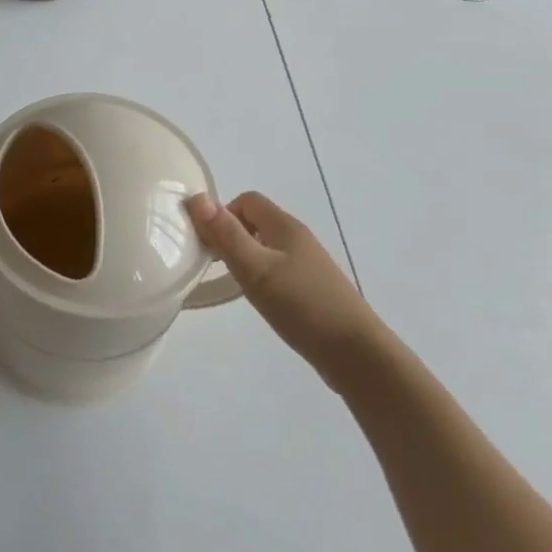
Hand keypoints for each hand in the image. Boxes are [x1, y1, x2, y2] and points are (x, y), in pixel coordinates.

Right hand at [187, 191, 380, 386]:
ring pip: (267, 247)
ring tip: (236, 286)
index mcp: (285, 226)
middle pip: (257, 222)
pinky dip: (263, 278)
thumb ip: (226, 234)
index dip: (223, 215)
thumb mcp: (255, 268)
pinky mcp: (313, 288)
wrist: (356, 353)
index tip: (210, 245)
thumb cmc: (301, 305)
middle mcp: (298, 238)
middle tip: (217, 267)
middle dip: (232, 237)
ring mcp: (309, 264)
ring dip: (246, 258)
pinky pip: (280, 270)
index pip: (247, 201)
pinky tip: (262, 302)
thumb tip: (196, 198)